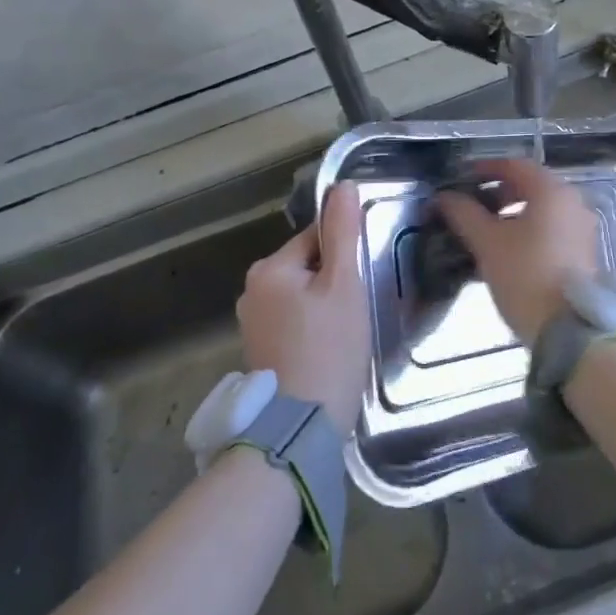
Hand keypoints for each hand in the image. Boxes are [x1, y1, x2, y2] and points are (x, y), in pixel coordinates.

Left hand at [237, 185, 369, 432]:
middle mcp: (252, 289)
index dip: (345, 253)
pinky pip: (292, 321)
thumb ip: (343, 233)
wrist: (298, 429)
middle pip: (307, 265)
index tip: (363, 279)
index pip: (315, 237)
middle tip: (358, 310)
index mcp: (269, 268)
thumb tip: (343, 185)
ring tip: (347, 332)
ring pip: (301, 295)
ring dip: (324, 304)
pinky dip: (312, 327)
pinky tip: (329, 349)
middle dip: (334, 280)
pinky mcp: (259, 349)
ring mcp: (252, 322)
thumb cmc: (328, 349)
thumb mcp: (344, 285)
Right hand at [437, 159, 596, 342]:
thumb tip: (443, 196)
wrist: (569, 330)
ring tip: (484, 232)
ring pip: (541, 209)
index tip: (460, 180)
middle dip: (497, 193)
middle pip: (530, 186)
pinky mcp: (584, 253)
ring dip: (512, 214)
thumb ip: (463, 213)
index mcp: (551, 191)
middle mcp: (573, 202)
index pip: (514, 165)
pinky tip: (506, 250)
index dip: (484, 169)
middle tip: (470, 207)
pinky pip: (552, 229)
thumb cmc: (525, 275)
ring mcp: (583, 228)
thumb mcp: (487, 242)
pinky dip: (528, 230)